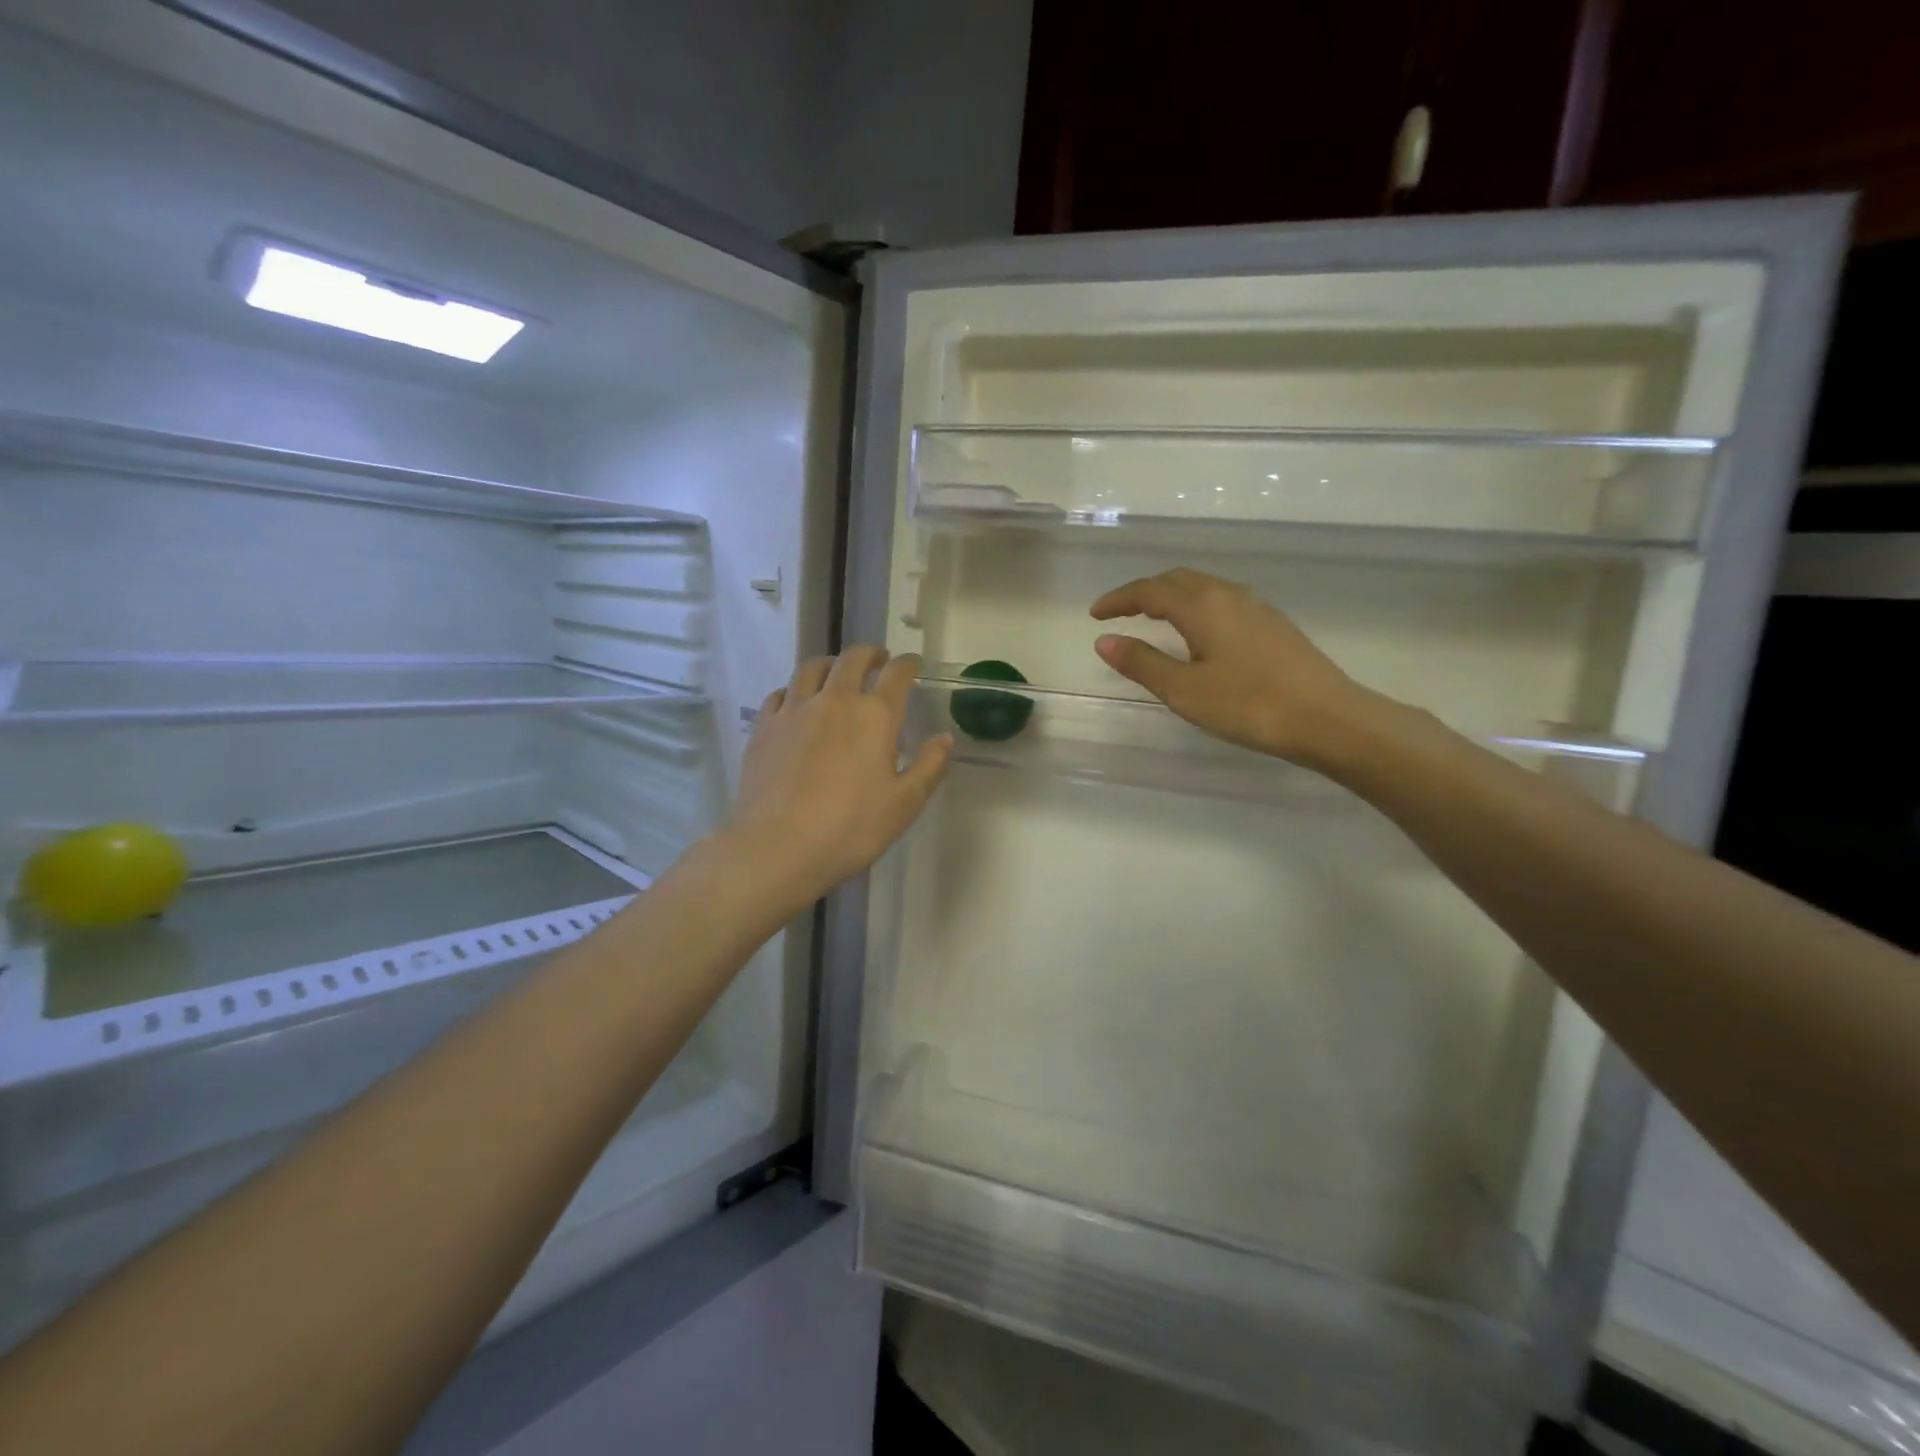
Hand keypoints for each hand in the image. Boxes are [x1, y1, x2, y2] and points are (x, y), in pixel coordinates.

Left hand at [721, 646, 950, 909]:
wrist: (777, 846)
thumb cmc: (851, 828)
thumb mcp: (905, 804)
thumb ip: (929, 766)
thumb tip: (944, 738)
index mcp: (875, 715)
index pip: (897, 673)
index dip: (908, 663)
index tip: (913, 664)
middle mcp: (835, 700)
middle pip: (853, 659)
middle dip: (870, 653)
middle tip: (878, 659)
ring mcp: (794, 710)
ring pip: (812, 668)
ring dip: (831, 663)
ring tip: (837, 671)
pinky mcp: (764, 727)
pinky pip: (781, 693)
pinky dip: (795, 689)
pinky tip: (796, 702)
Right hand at [1091, 568, 1386, 767]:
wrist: (1328, 718)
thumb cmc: (1248, 705)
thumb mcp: (1184, 690)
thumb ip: (1142, 663)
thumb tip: (1105, 641)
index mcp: (1201, 606)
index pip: (1149, 591)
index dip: (1118, 600)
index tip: (1094, 614)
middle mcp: (1228, 595)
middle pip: (1178, 581)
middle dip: (1144, 593)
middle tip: (1121, 613)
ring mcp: (1256, 608)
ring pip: (1203, 589)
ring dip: (1172, 598)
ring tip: (1154, 620)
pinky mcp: (1274, 626)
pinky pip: (1223, 602)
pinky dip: (1196, 608)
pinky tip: (1199, 635)